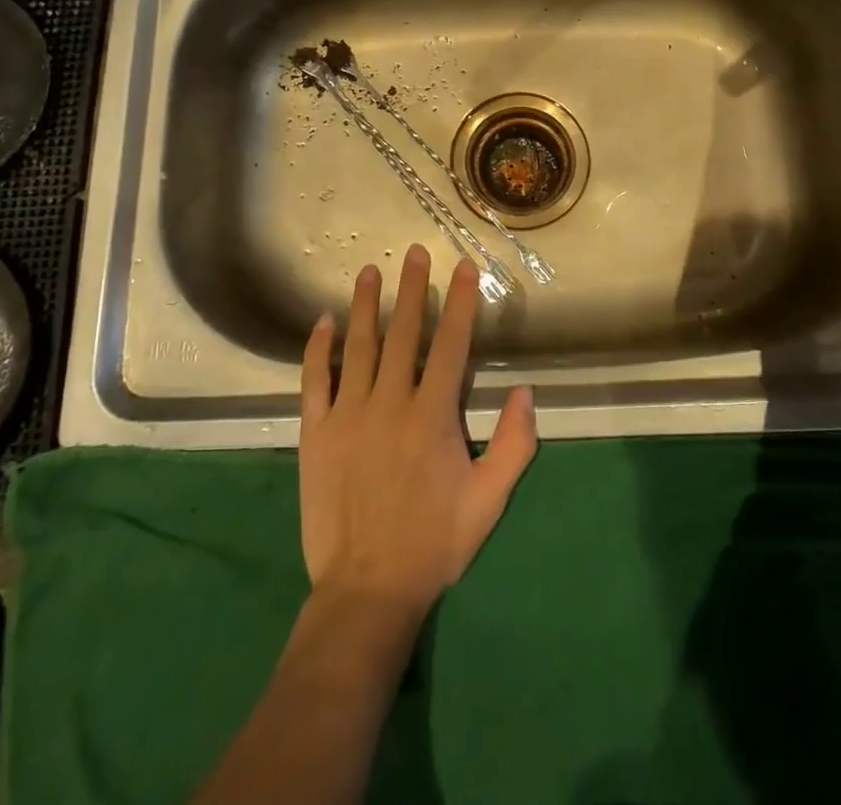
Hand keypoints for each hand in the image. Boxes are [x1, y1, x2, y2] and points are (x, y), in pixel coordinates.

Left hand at [299, 246, 537, 618]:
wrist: (367, 588)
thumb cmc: (434, 542)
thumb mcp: (489, 500)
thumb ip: (515, 445)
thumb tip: (527, 391)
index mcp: (432, 415)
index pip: (450, 345)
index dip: (460, 303)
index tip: (463, 267)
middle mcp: (389, 402)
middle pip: (403, 333)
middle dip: (412, 289)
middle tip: (414, 252)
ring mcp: (347, 414)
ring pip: (357, 346)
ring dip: (365, 305)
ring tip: (370, 271)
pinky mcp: (315, 432)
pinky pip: (314, 380)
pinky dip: (317, 349)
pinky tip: (323, 322)